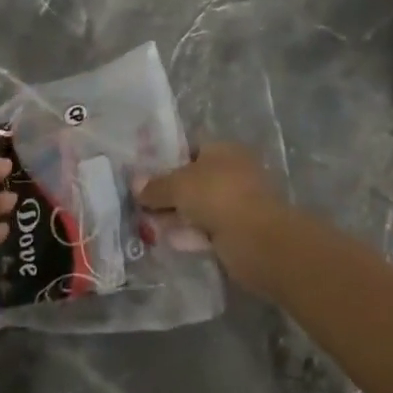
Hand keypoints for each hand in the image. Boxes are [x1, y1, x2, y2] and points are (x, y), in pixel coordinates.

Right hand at [138, 142, 287, 295]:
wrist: (257, 239)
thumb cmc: (218, 196)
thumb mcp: (179, 185)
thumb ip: (156, 186)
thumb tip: (135, 184)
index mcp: (224, 150)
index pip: (192, 149)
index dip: (167, 161)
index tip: (144, 176)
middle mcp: (232, 172)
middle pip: (193, 180)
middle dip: (168, 193)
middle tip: (141, 205)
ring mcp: (237, 203)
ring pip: (199, 207)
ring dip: (176, 216)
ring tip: (147, 226)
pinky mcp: (237, 232)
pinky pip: (207, 229)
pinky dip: (190, 235)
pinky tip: (170, 242)